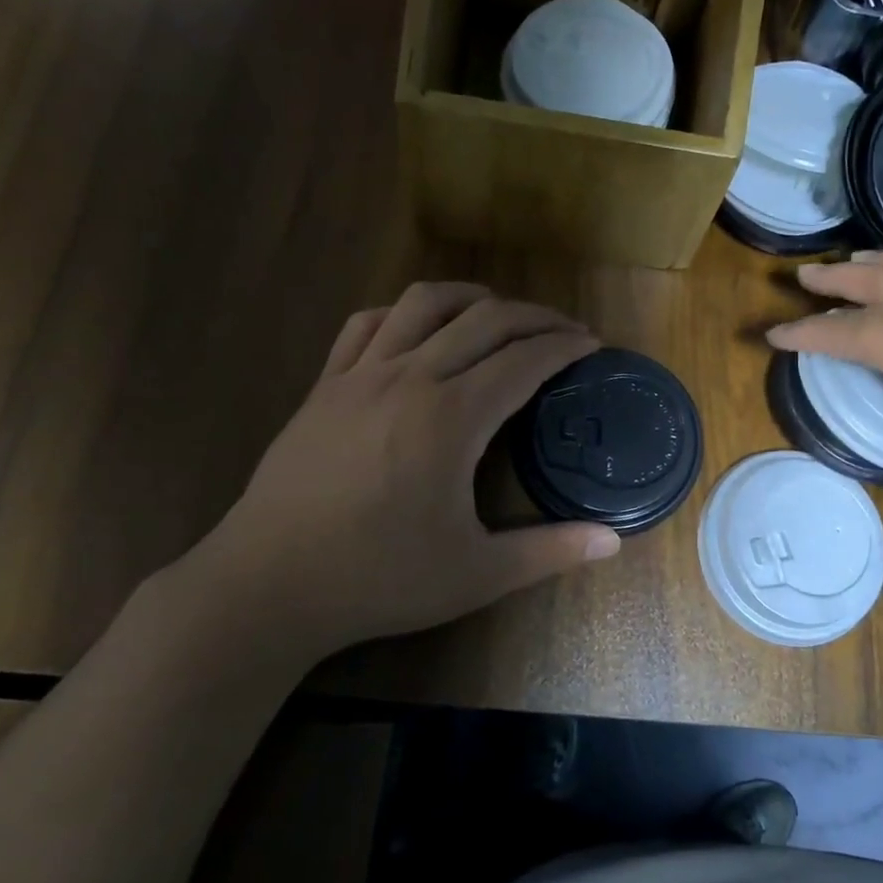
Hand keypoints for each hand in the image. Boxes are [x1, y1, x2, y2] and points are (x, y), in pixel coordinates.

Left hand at [184, 282, 620, 656]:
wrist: (269, 585)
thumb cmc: (379, 579)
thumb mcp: (477, 574)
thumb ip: (550, 551)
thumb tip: (614, 541)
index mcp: (452, 418)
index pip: (524, 360)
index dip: (564, 346)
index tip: (592, 345)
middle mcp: (410, 378)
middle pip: (484, 320)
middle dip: (534, 316)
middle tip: (563, 330)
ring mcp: (360, 375)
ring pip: (423, 304)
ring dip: (471, 297)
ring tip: (499, 312)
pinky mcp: (324, 385)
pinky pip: (367, 324)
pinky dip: (403, 313)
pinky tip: (418, 329)